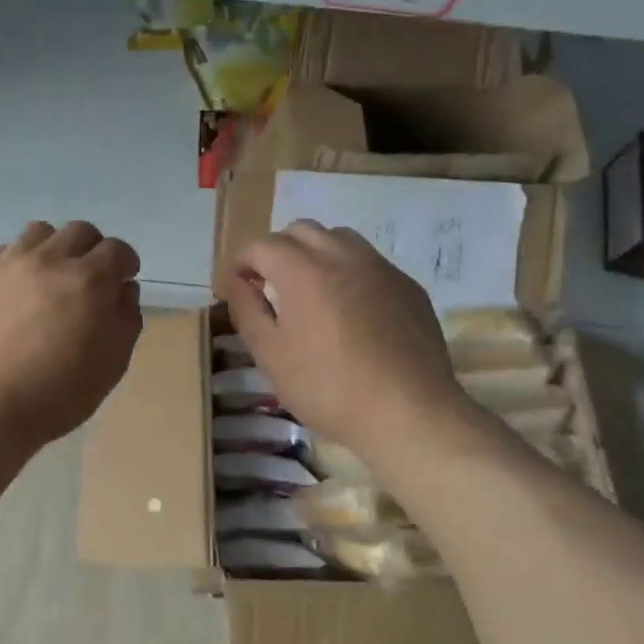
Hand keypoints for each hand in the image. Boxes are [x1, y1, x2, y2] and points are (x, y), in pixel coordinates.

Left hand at [0, 221, 142, 453]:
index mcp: (88, 281)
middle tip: (88, 279)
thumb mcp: (111, 365)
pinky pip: (2, 251)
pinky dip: (17, 263)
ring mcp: (7, 264)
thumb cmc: (55, 396)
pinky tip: (14, 291)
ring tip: (49, 279)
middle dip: (92, 250)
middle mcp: (49, 260)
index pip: (117, 249)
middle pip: (79, 231)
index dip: (125, 264)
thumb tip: (124, 289)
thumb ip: (126, 319)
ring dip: (53, 249)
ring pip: (39, 233)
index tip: (123, 280)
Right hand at [221, 222, 472, 464]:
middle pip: (301, 231)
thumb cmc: (328, 387)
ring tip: (309, 289)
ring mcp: (381, 268)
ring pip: (339, 238)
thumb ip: (247, 310)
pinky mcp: (408, 286)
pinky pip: (369, 262)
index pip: (262, 245)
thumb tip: (237, 282)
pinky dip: (348, 271)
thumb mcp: (271, 355)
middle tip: (268, 284)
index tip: (234, 286)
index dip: (241, 261)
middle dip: (277, 250)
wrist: (409, 413)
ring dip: (314, 253)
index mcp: (303, 271)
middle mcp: (342, 256)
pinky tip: (349, 309)